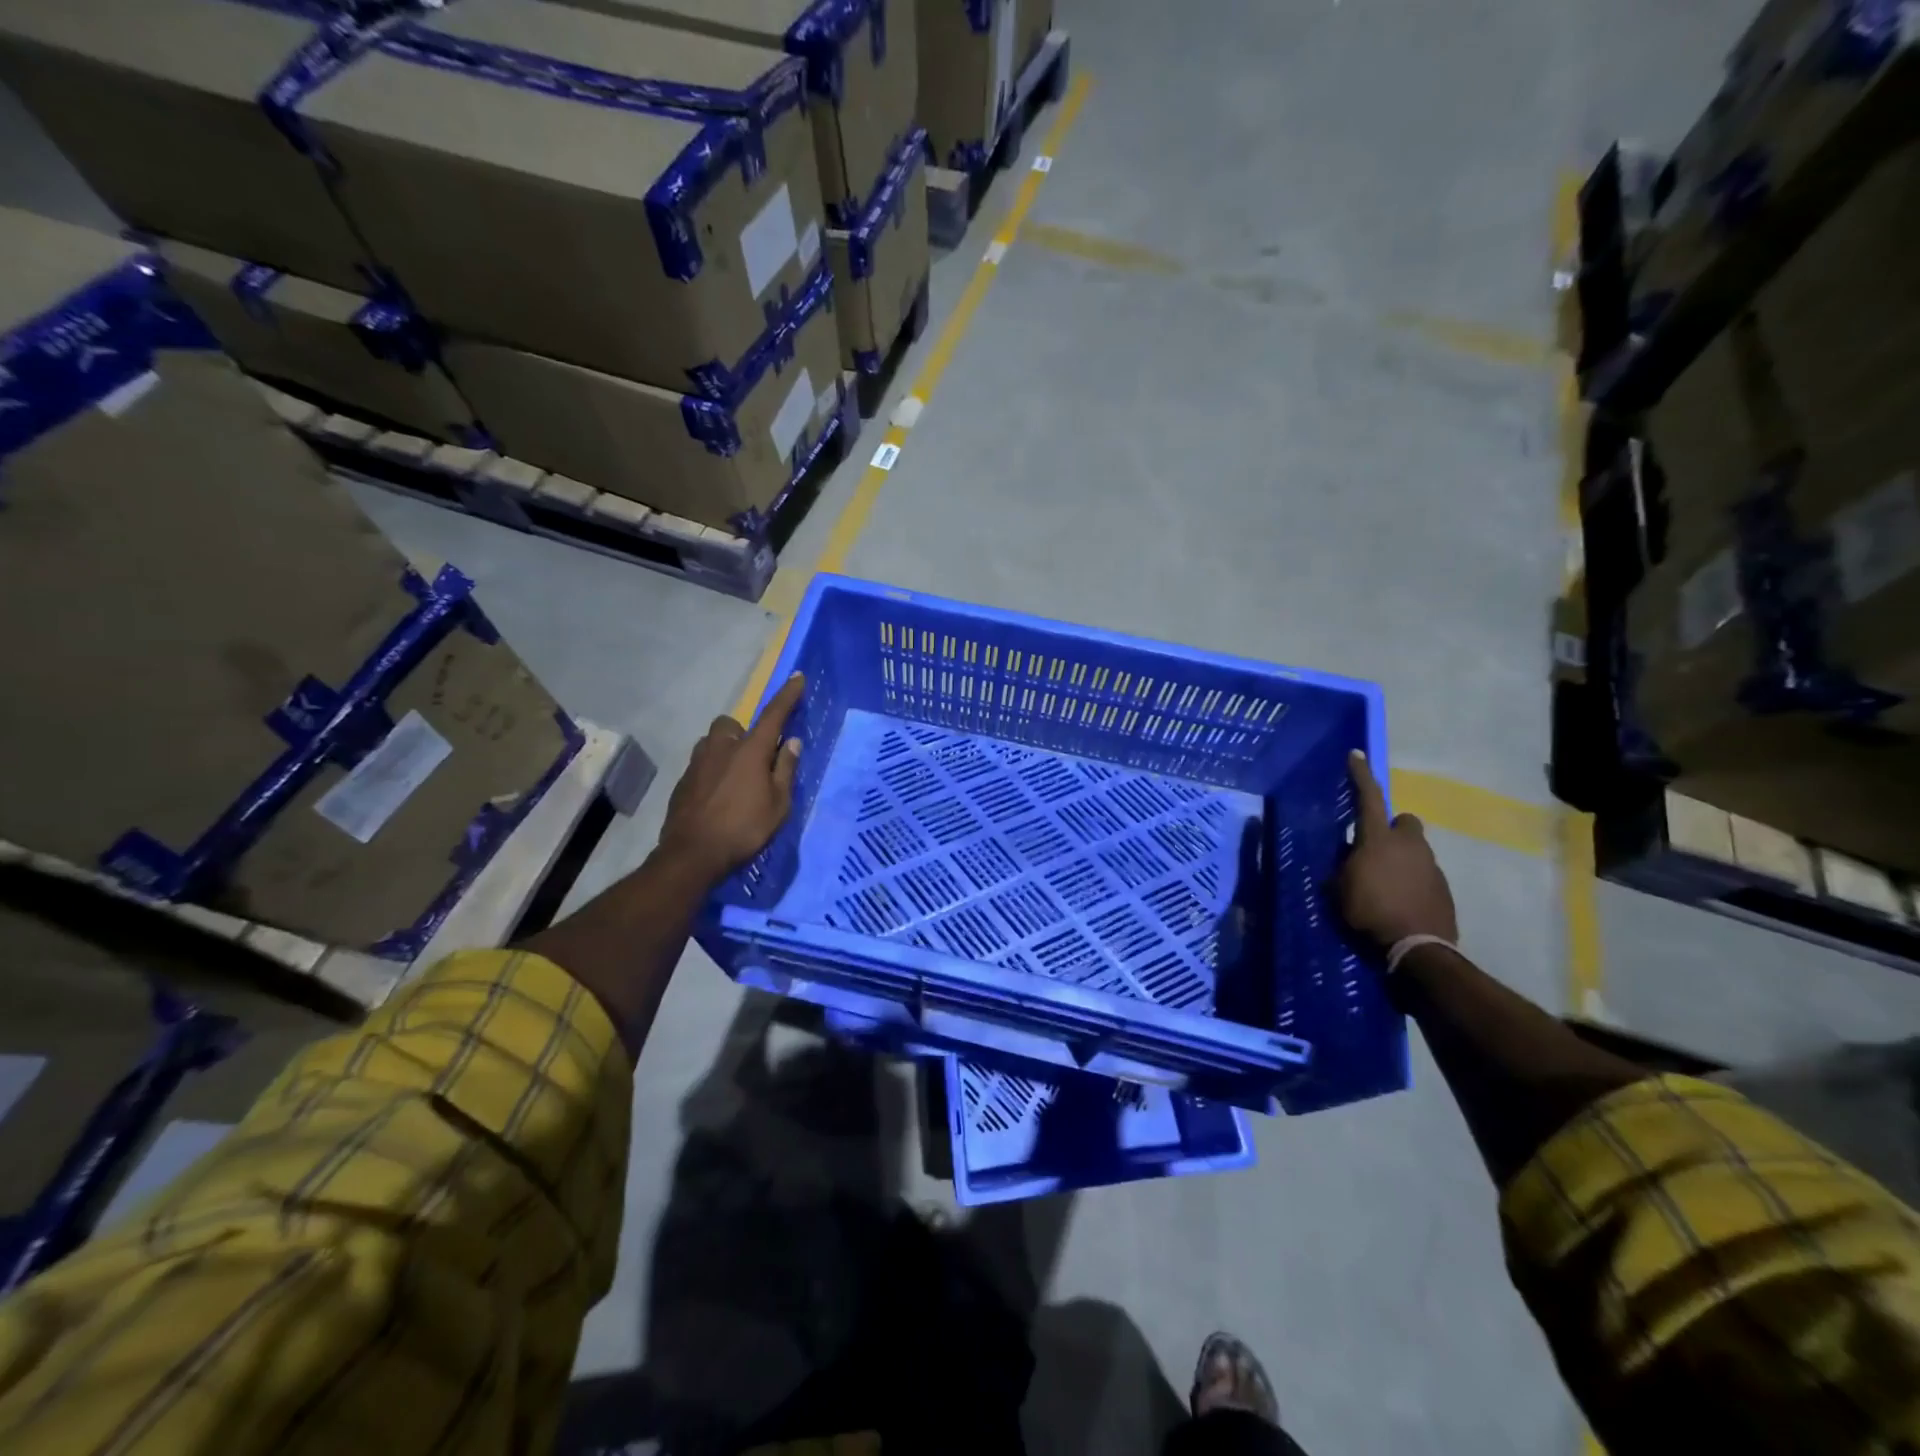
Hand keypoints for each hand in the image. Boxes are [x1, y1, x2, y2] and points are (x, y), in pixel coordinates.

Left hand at [658, 673, 804, 882]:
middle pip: (730, 725)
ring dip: (725, 751)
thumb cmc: (744, 828)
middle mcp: (721, 748)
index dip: (787, 695)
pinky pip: (701, 765)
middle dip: (742, 732)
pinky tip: (718, 797)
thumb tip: (791, 742)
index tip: (797, 677)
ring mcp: (697, 764)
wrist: (692, 854)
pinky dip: (713, 772)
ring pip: (712, 743)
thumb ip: (784, 769)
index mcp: (750, 751)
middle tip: (755, 757)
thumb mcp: (778, 804)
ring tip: (736, 778)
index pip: (773, 715)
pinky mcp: (682, 782)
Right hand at [1338, 749, 1457, 950]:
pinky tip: (1399, 902)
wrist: (1418, 948)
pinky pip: (1423, 874)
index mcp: (1378, 839)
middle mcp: (1409, 845)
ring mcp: (1431, 866)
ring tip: (1384, 884)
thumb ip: (1344, 867)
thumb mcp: (1340, 889)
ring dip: (1401, 859)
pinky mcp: (1443, 888)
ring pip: (1415, 850)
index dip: (1360, 775)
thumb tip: (1350, 858)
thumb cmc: (1370, 912)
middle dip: (1393, 829)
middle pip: (1405, 822)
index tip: (1356, 755)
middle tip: (1376, 848)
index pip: (1368, 798)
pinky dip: (1412, 882)